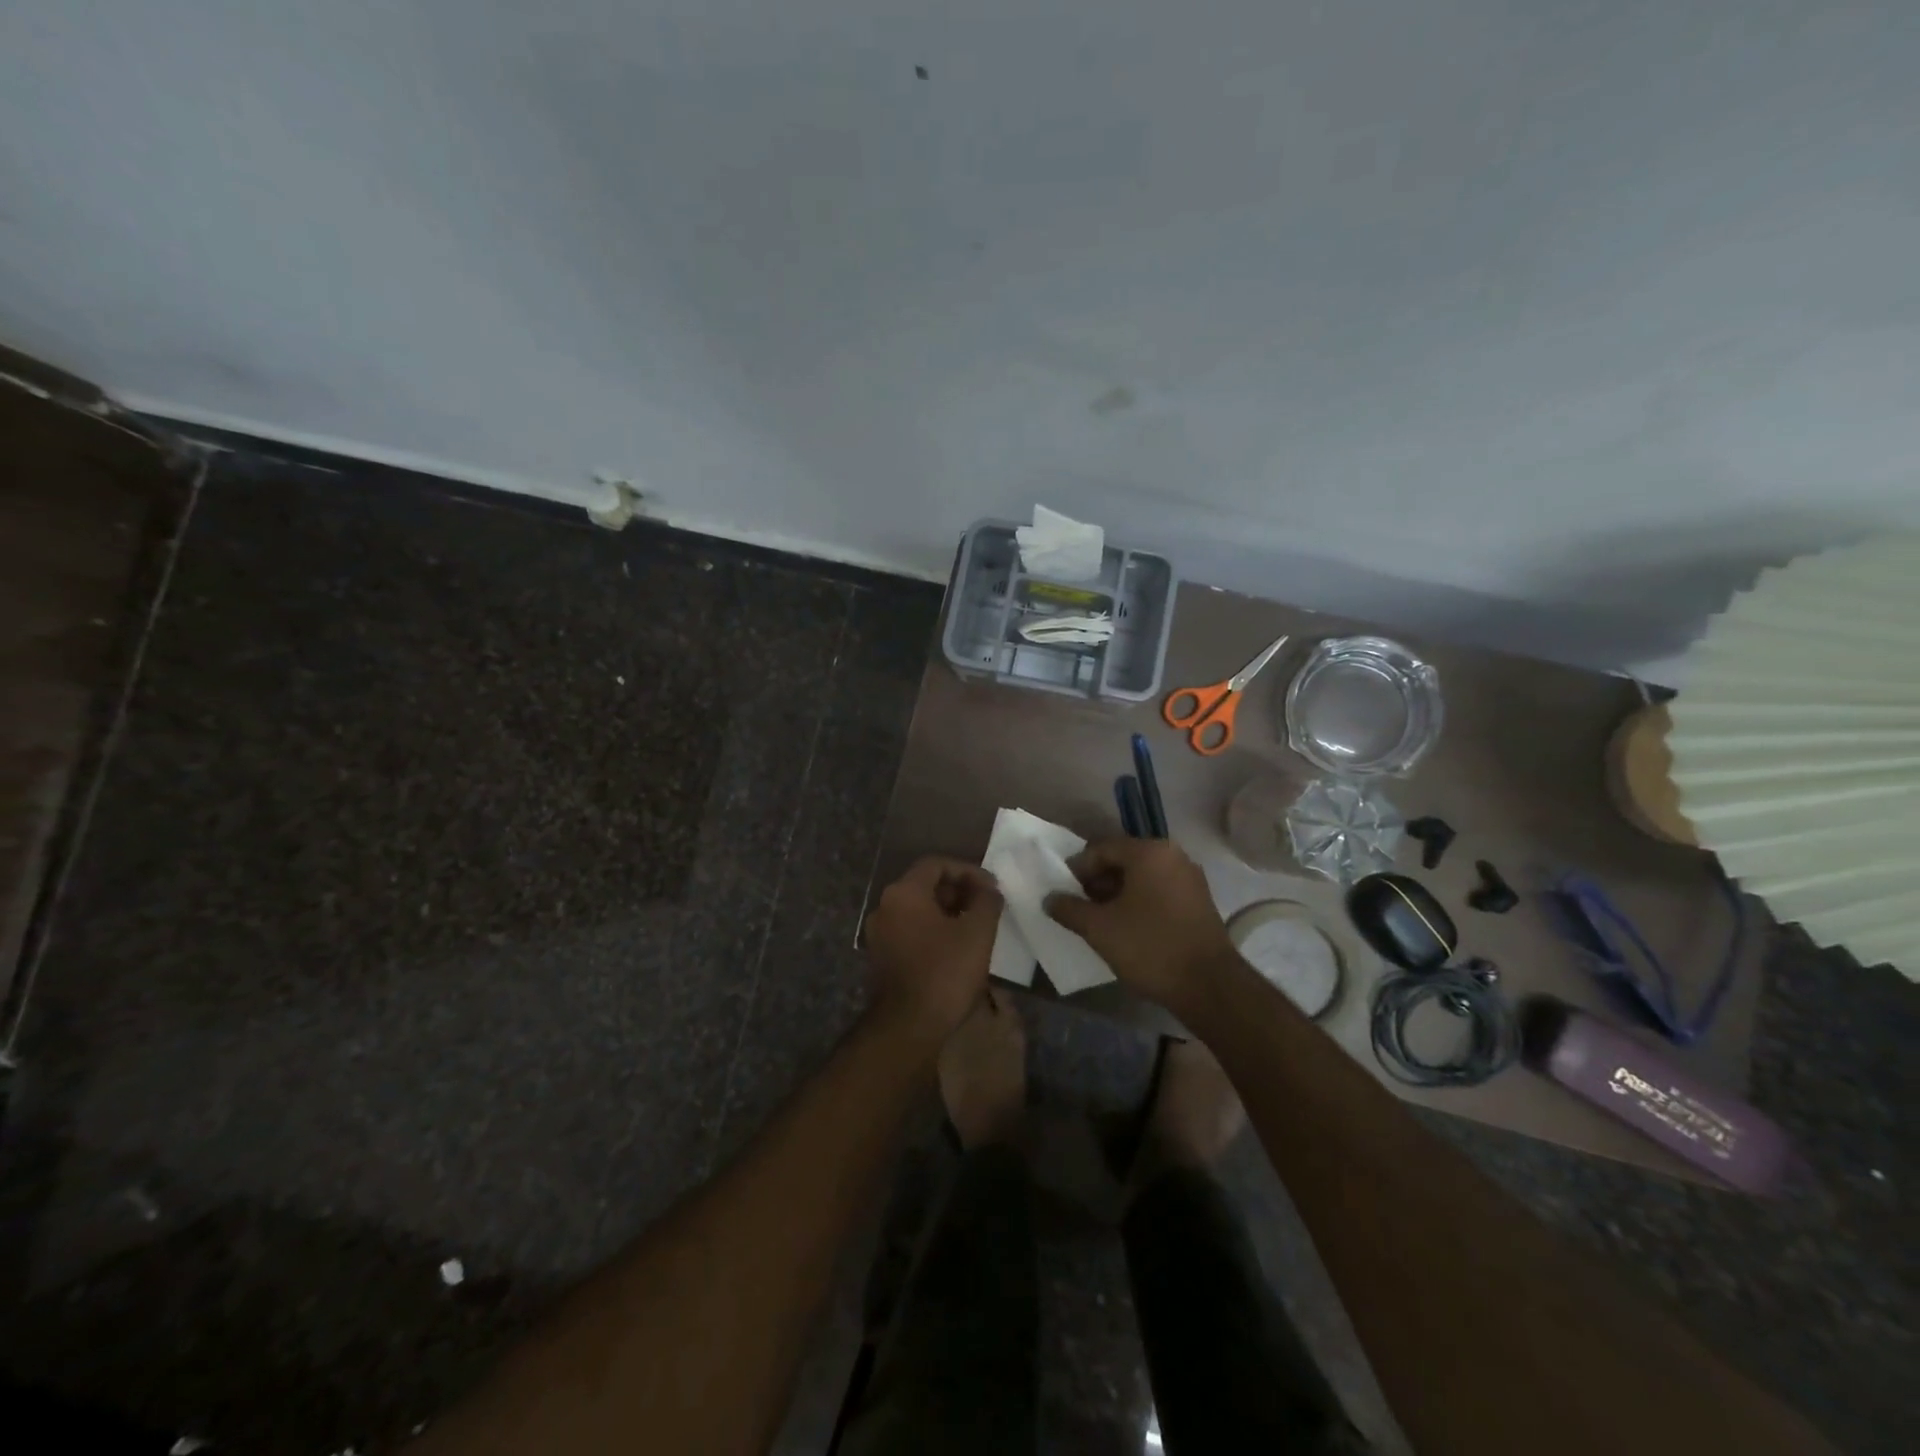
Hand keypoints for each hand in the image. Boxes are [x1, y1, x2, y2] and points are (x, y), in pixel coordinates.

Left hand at [863, 857, 1002, 1041]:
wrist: (907, 1027)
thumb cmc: (945, 973)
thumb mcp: (978, 933)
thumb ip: (987, 901)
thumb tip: (989, 889)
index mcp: (903, 893)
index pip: (936, 864)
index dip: (967, 871)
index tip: (991, 887)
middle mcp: (885, 907)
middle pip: (924, 885)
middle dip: (958, 891)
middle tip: (985, 906)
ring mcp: (879, 934)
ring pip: (917, 910)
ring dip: (947, 912)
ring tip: (975, 927)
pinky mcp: (881, 958)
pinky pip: (910, 931)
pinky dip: (933, 931)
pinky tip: (956, 948)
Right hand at [1045, 837, 1234, 1015]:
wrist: (1209, 986)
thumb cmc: (1150, 947)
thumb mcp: (1099, 928)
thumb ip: (1069, 908)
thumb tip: (1049, 898)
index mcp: (1149, 852)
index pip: (1102, 849)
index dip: (1077, 869)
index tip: (1063, 892)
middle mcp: (1173, 856)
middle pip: (1123, 860)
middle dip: (1097, 882)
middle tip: (1079, 907)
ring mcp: (1190, 878)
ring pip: (1142, 877)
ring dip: (1117, 894)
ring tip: (1100, 921)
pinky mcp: (1199, 901)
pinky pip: (1160, 891)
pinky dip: (1139, 902)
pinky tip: (1127, 928)